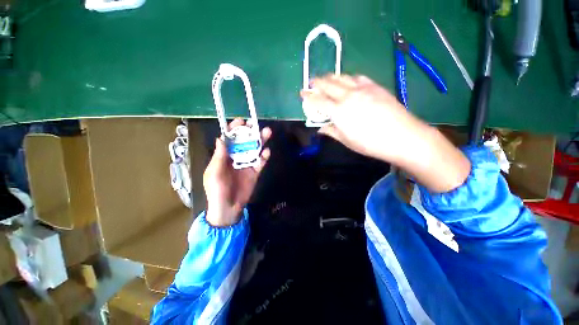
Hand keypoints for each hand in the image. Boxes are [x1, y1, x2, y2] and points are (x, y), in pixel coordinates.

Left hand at [203, 118, 271, 226]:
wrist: (228, 209)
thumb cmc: (216, 191)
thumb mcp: (214, 174)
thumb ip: (219, 157)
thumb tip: (220, 138)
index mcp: (223, 156)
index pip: (229, 139)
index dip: (234, 130)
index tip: (240, 121)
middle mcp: (236, 157)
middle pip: (244, 142)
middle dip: (249, 132)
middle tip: (255, 124)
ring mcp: (246, 164)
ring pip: (254, 150)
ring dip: (260, 141)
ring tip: (267, 132)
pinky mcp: (255, 172)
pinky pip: (260, 162)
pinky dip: (264, 157)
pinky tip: (266, 152)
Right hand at [301, 74, 469, 192]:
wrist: (402, 136)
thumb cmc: (370, 143)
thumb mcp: (346, 141)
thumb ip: (331, 131)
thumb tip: (321, 128)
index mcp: (339, 112)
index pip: (318, 101)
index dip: (308, 97)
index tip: (302, 94)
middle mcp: (348, 96)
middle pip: (328, 85)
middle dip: (317, 82)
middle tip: (311, 82)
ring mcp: (362, 89)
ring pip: (342, 78)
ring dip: (331, 77)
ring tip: (326, 78)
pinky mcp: (374, 86)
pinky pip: (357, 77)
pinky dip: (348, 77)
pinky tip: (347, 79)